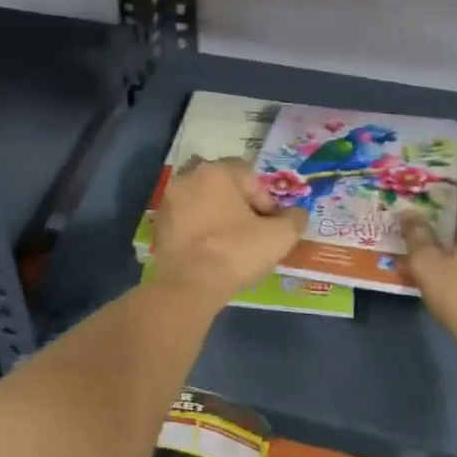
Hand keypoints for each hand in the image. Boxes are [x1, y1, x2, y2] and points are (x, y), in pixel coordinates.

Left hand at [148, 157, 306, 308]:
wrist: (189, 285)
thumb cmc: (236, 251)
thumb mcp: (279, 236)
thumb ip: (294, 219)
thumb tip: (298, 214)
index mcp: (216, 171)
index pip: (248, 175)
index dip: (264, 198)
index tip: (270, 223)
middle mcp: (188, 177)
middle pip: (220, 182)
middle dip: (235, 200)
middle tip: (249, 226)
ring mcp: (169, 201)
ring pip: (200, 199)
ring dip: (215, 213)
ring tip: (229, 240)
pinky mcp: (158, 225)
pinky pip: (185, 219)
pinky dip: (198, 228)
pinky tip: (210, 250)